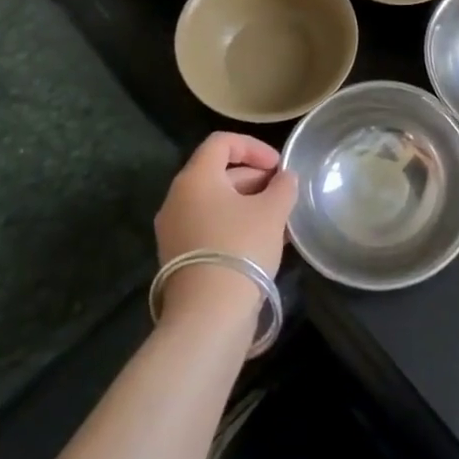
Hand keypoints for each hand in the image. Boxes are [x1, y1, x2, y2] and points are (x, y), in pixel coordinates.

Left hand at [154, 132, 297, 322]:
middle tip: (282, 194)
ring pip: (214, 202)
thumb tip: (285, 179)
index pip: (221, 142)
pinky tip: (261, 242)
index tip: (278, 167)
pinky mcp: (177, 257)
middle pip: (217, 172)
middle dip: (254, 178)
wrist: (208, 315)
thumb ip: (283, 187)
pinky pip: (208, 226)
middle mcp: (177, 199)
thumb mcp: (273, 211)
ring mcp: (173, 230)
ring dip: (247, 204)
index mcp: (195, 179)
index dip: (253, 147)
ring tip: (278, 220)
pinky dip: (233, 225)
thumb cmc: (241, 248)